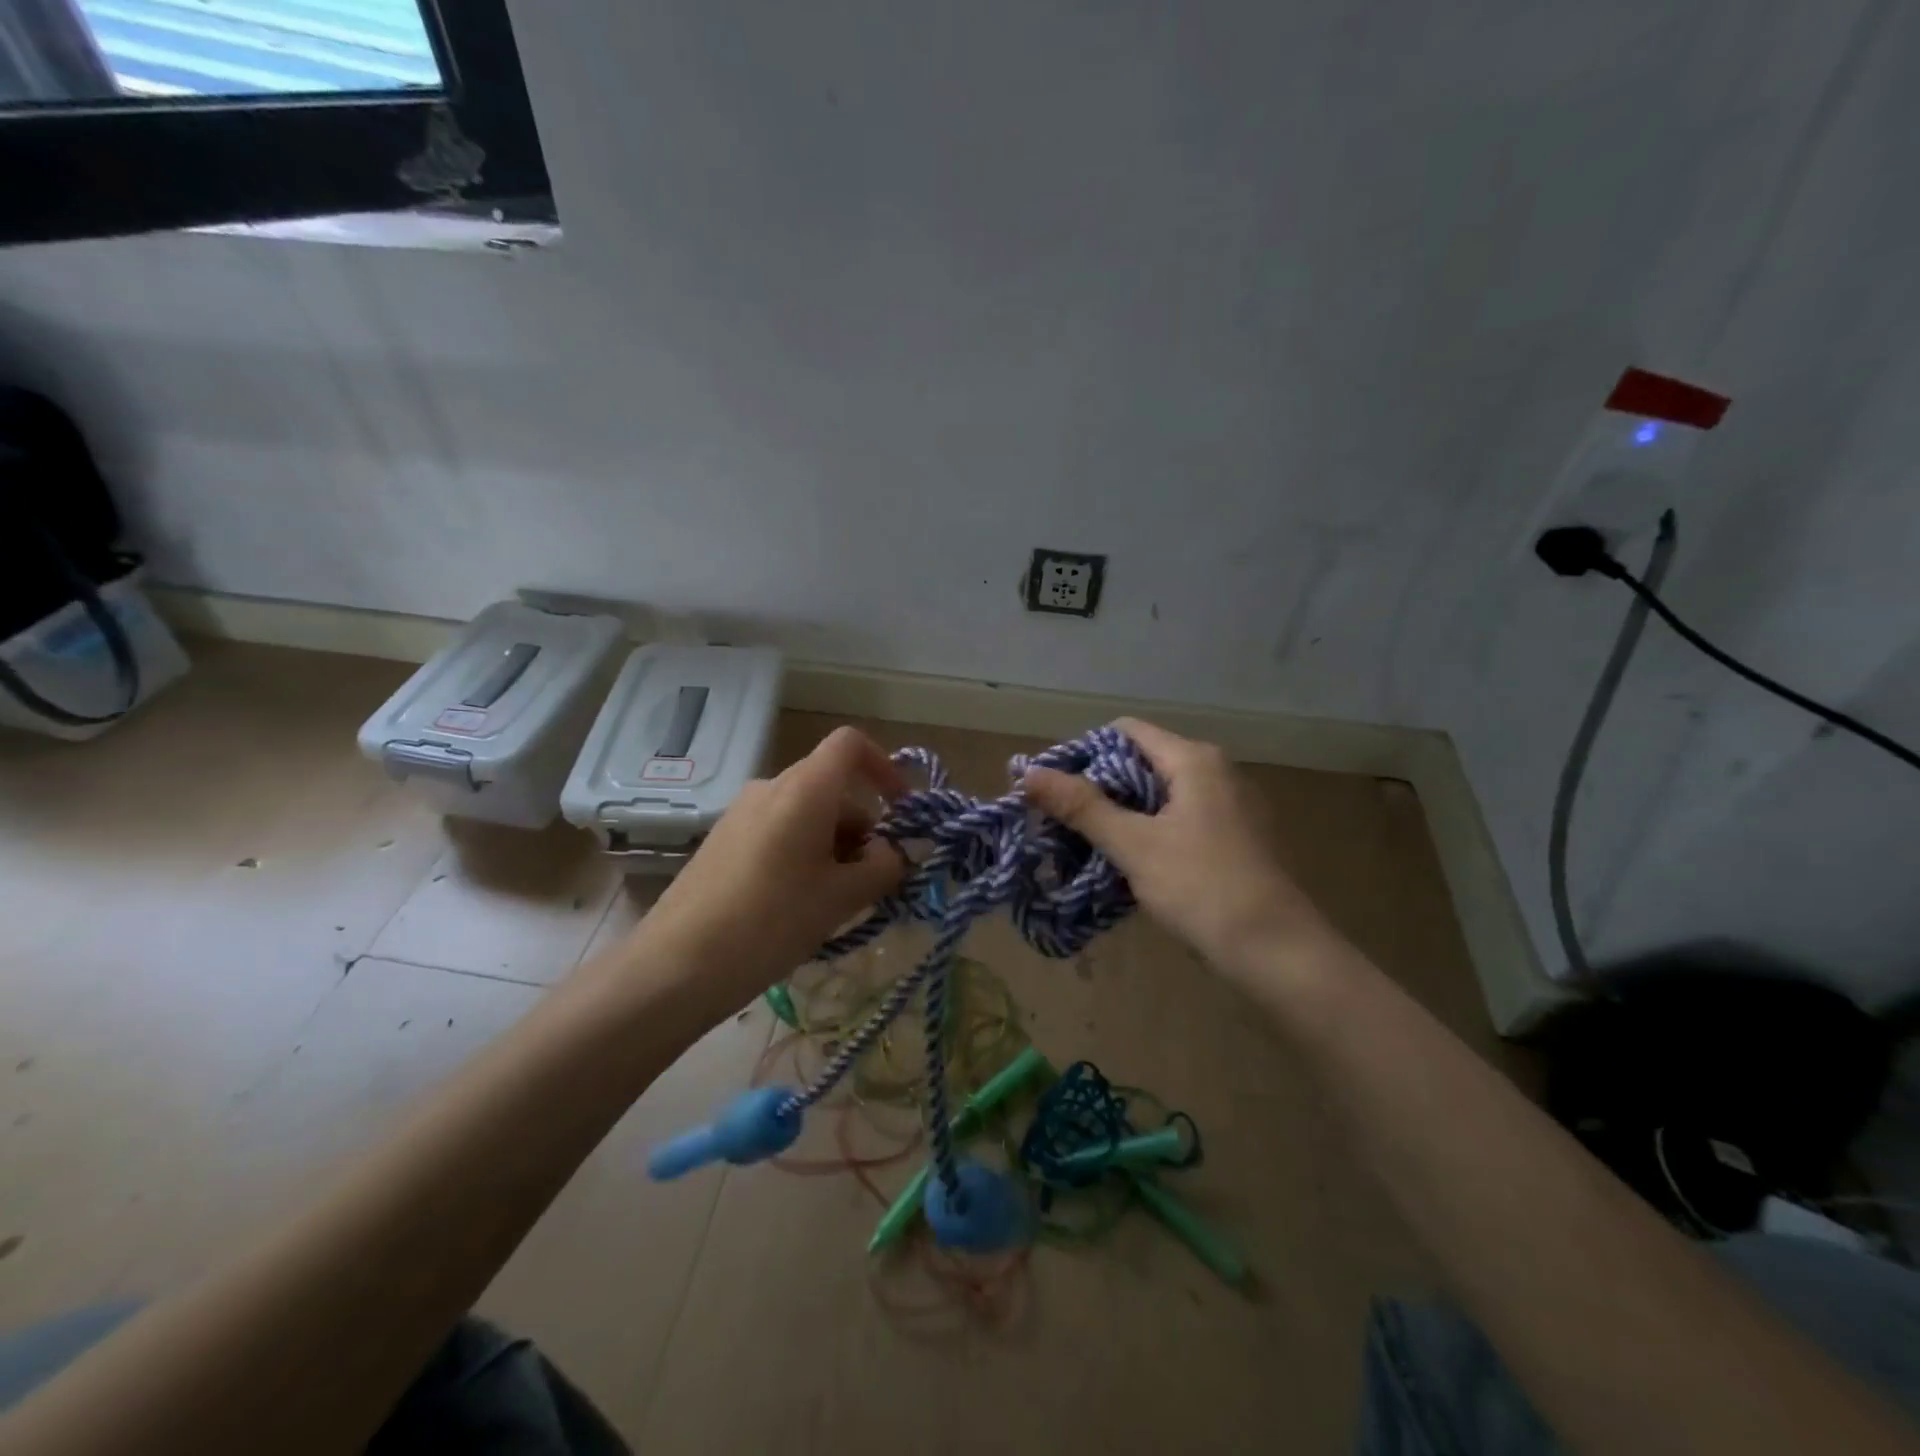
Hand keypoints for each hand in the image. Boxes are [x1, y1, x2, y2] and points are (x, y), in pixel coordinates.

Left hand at [631, 727, 907, 1014]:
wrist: (676, 965)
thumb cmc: (771, 922)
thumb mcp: (841, 898)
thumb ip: (883, 868)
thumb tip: (896, 853)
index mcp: (804, 789)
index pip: (850, 744)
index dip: (884, 766)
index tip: (900, 810)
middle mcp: (771, 787)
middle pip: (832, 786)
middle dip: (864, 825)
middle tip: (875, 878)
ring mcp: (742, 813)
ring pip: (806, 812)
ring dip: (835, 844)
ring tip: (838, 899)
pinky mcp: (724, 840)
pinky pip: (779, 829)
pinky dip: (804, 852)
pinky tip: (800, 903)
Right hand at [1025, 717, 1333, 973]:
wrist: (1276, 950)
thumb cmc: (1202, 886)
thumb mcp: (1134, 845)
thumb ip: (1081, 807)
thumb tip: (1029, 774)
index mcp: (1194, 760)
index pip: (1125, 732)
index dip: (1083, 753)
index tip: (1053, 788)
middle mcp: (1216, 771)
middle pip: (1142, 762)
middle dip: (1099, 788)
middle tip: (1062, 821)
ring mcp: (1231, 805)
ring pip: (1160, 794)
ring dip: (1123, 814)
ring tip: (1088, 844)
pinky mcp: (1236, 837)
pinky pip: (1180, 819)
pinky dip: (1150, 831)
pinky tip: (1130, 862)